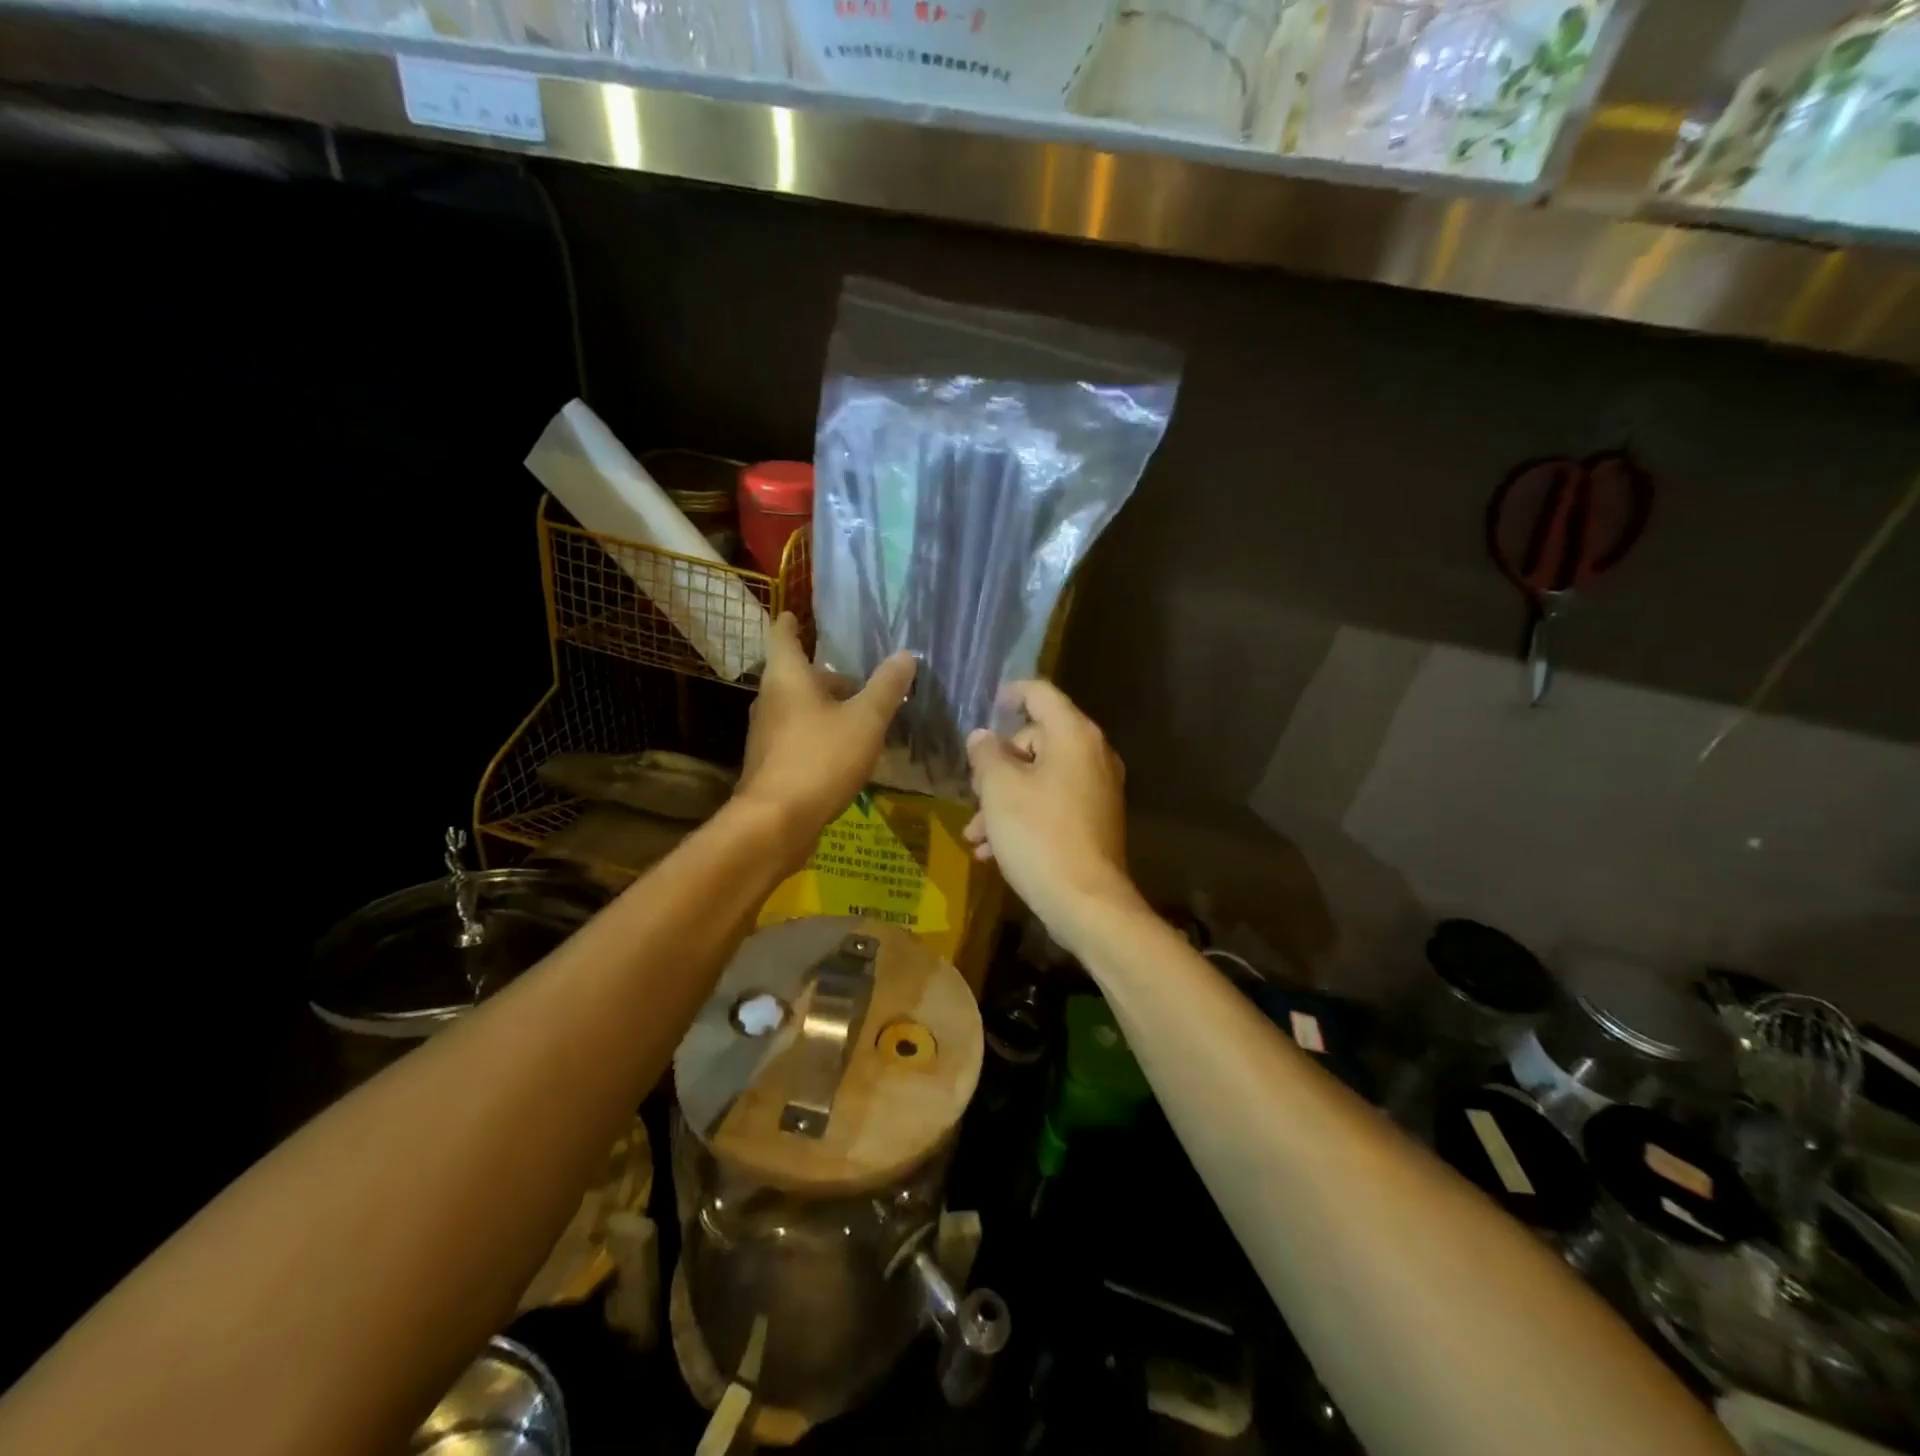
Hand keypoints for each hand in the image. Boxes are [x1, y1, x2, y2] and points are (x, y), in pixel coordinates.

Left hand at [737, 614, 915, 855]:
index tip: (798, 613)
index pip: (782, 635)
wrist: (776, 823)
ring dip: (827, 705)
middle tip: (860, 673)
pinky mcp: (773, 763)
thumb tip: (905, 655)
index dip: (791, 622)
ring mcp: (768, 734)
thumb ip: (886, 687)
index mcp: (786, 678)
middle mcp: (770, 700)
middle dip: (826, 673)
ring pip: (799, 707)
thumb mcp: (865, 720)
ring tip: (863, 710)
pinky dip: (822, 732)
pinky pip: (800, 735)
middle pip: (797, 675)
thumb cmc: (820, 759)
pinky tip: (848, 748)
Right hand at [964, 681, 1139, 948]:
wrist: (1087, 903)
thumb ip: (986, 755)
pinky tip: (992, 851)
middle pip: (1037, 740)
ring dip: (1003, 800)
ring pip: (1040, 778)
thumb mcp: (999, 790)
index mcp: (1074, 735)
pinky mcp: (1094, 820)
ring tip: (975, 834)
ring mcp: (1097, 790)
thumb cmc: (1039, 835)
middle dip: (998, 766)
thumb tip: (983, 737)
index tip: (988, 705)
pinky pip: (1052, 804)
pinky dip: (1024, 817)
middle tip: (973, 791)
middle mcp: (1092, 755)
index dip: (1011, 693)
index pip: (1041, 693)